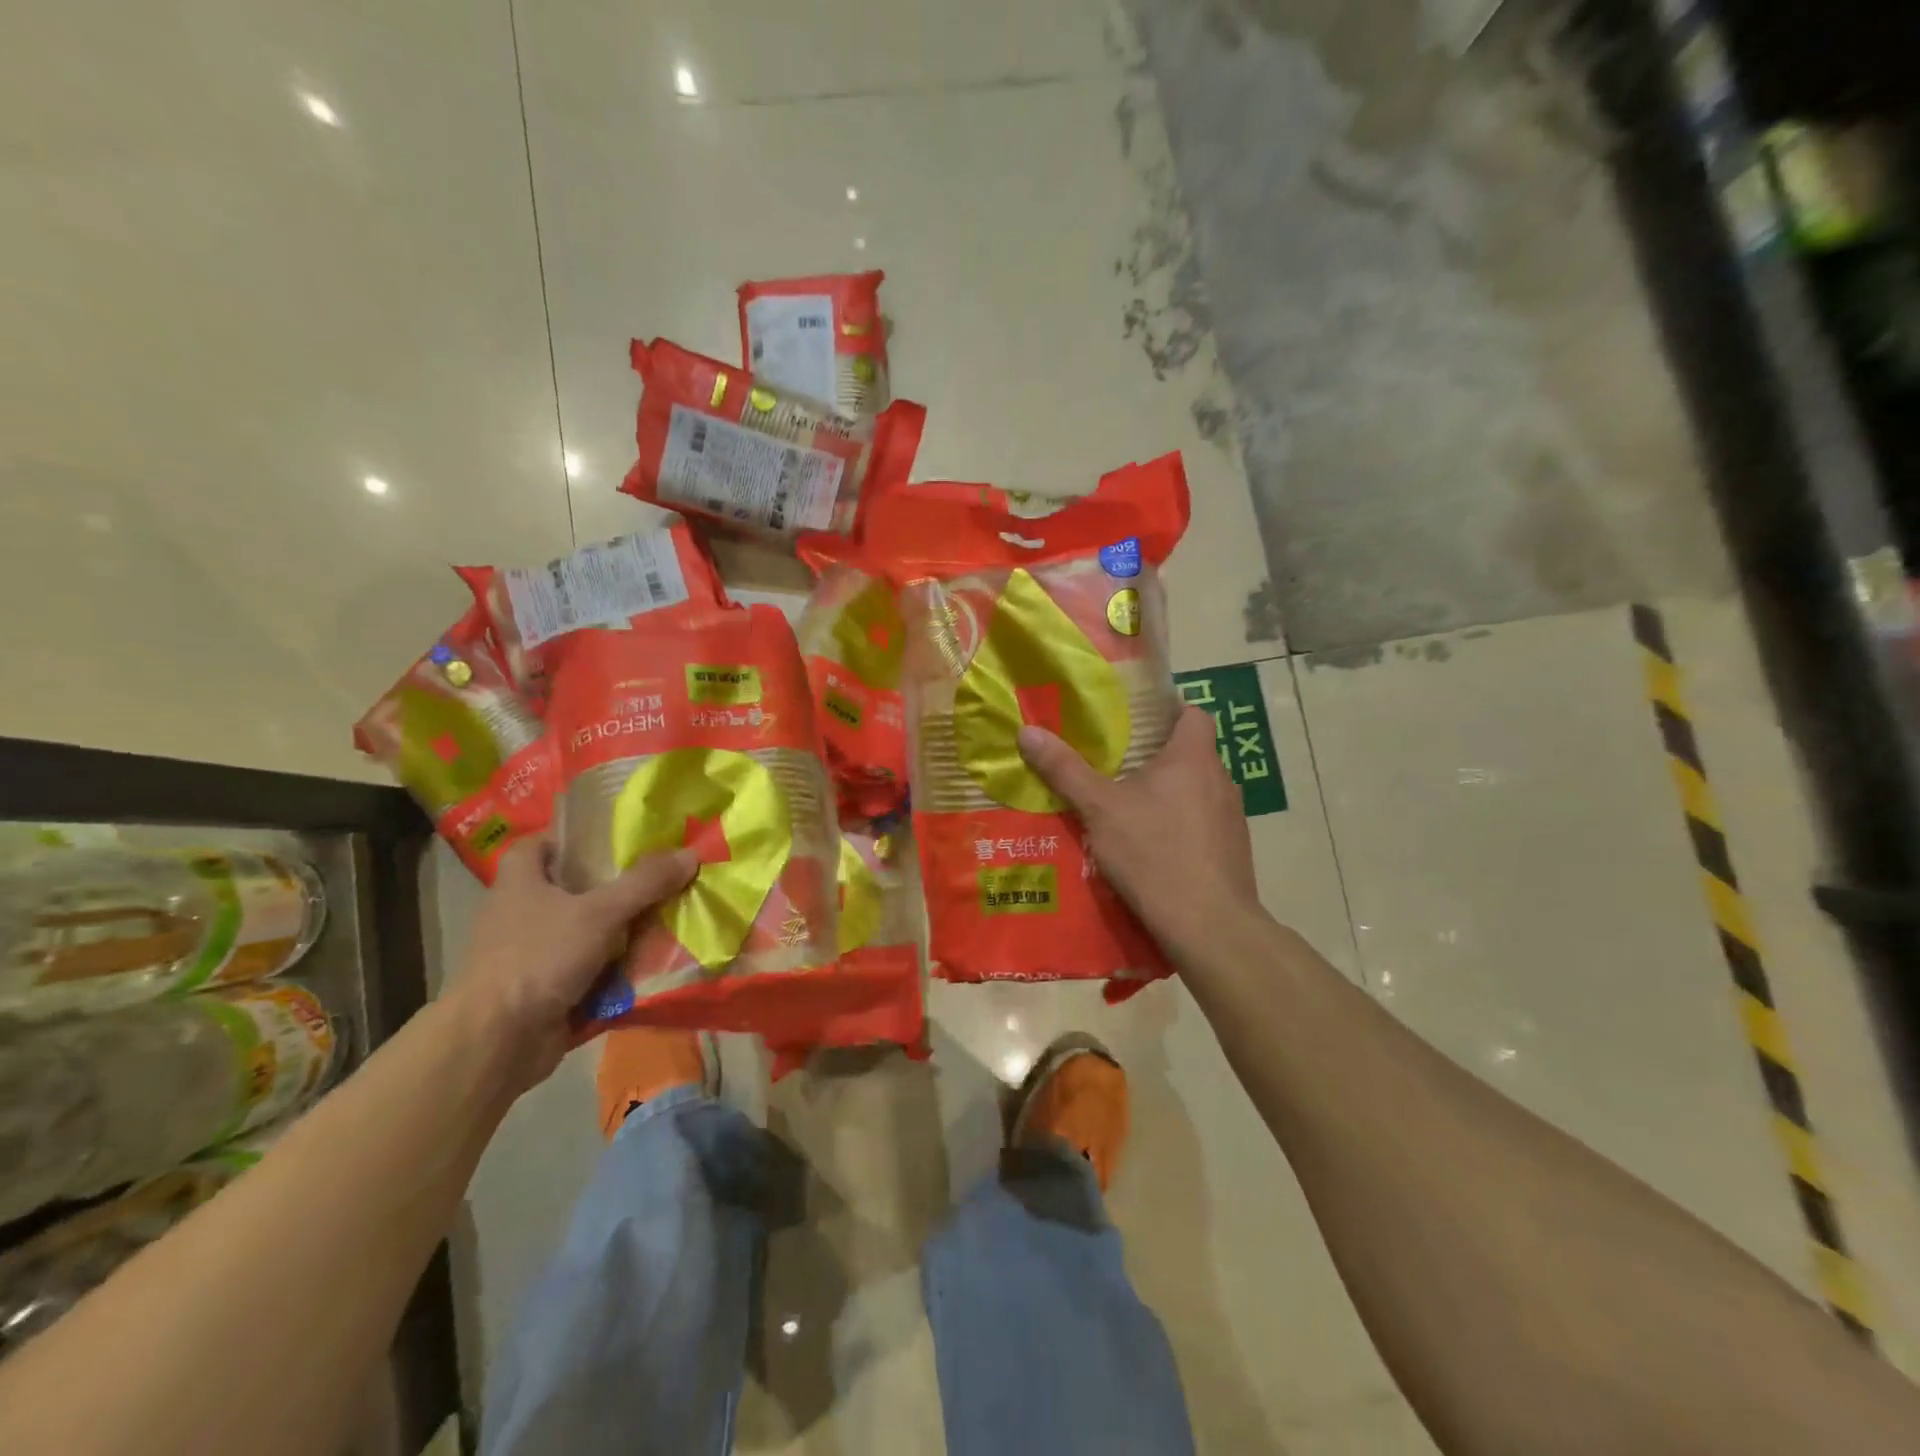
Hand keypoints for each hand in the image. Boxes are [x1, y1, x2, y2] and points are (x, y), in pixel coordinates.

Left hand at [446, 837, 696, 1085]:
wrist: (496, 1042)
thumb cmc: (539, 957)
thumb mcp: (600, 912)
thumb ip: (646, 883)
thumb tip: (691, 853)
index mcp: (520, 881)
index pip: (542, 844)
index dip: (575, 838)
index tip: (617, 840)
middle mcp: (521, 913)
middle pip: (575, 888)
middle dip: (617, 887)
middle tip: (661, 879)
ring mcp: (533, 954)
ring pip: (587, 931)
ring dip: (623, 931)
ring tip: (670, 918)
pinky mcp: (545, 989)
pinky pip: (590, 969)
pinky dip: (616, 969)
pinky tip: (653, 964)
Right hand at [1018, 706, 1260, 968]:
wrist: (1208, 925)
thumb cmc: (1153, 852)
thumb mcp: (1099, 809)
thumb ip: (1065, 770)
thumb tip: (1027, 731)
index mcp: (1193, 757)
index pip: (1192, 713)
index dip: (1166, 711)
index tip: (1133, 722)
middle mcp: (1221, 780)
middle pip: (1191, 753)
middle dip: (1156, 757)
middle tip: (1116, 766)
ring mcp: (1232, 818)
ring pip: (1197, 791)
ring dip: (1169, 795)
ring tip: (1130, 808)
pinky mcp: (1234, 851)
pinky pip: (1204, 825)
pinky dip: (1181, 827)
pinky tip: (1153, 849)